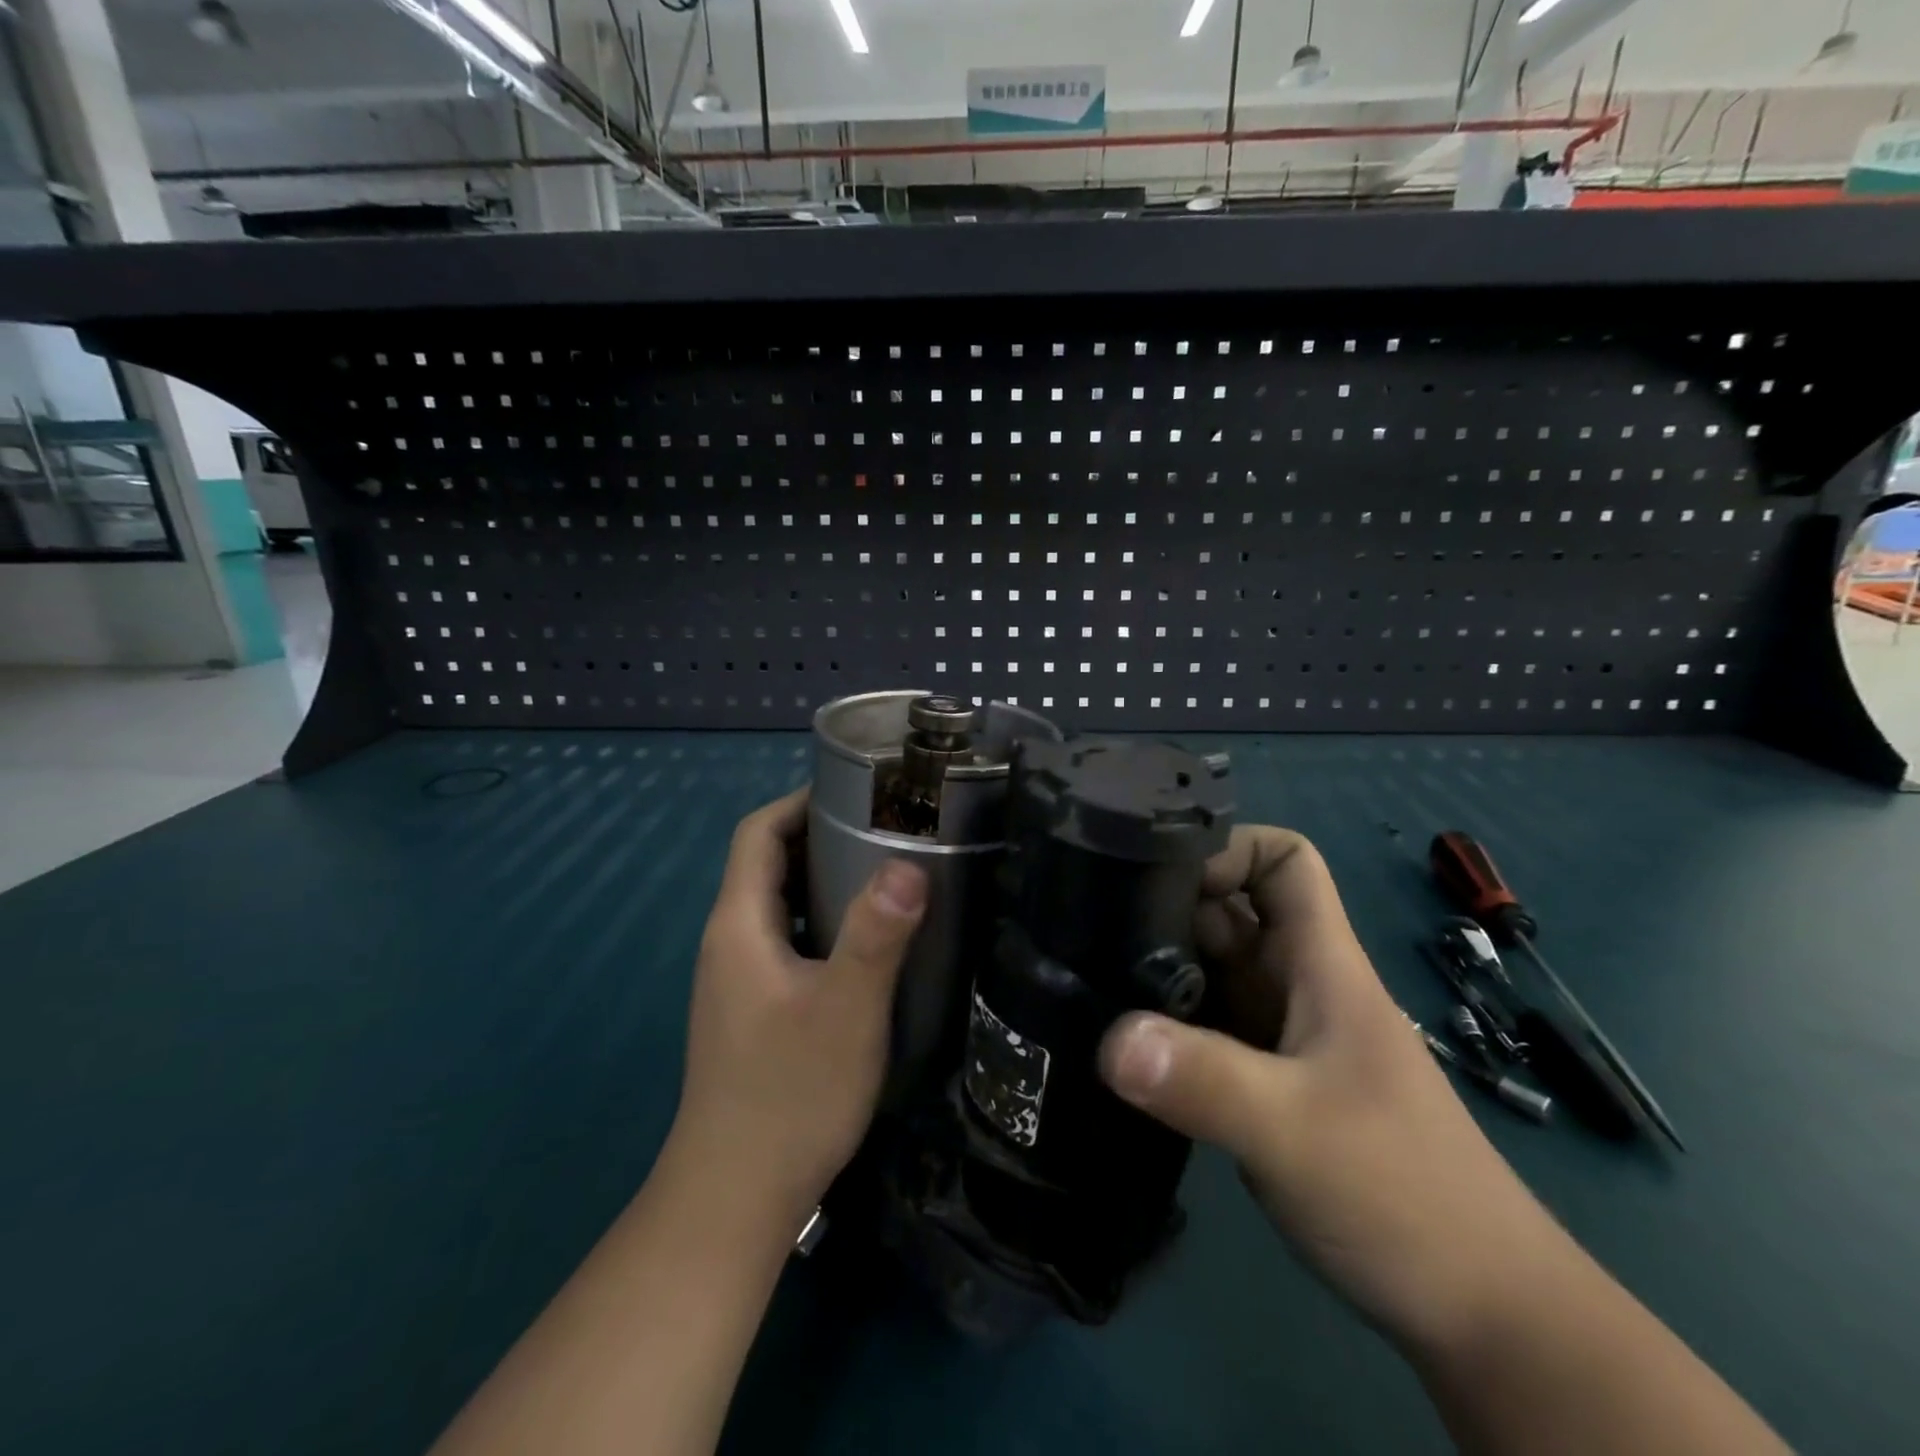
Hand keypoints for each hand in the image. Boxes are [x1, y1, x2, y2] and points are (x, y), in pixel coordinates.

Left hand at [668, 789, 926, 1226]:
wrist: (734, 1197)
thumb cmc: (790, 1094)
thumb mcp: (846, 1008)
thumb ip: (877, 933)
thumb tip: (909, 864)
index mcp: (739, 925)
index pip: (757, 834)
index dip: (800, 801)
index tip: (858, 789)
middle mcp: (729, 943)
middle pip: (767, 865)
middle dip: (820, 836)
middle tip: (888, 827)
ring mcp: (736, 980)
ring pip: (779, 906)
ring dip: (823, 881)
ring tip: (886, 873)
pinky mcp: (751, 1011)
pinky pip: (786, 942)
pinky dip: (821, 922)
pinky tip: (866, 942)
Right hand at [1098, 825, 1571, 1358]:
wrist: (1481, 1313)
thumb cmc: (1404, 1194)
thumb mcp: (1295, 1130)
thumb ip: (1205, 1081)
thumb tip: (1109, 1040)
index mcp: (1322, 966)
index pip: (1285, 862)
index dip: (1230, 848)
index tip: (1160, 870)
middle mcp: (1299, 987)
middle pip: (1232, 913)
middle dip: (1171, 908)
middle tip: (1093, 927)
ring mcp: (1284, 1037)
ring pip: (1214, 970)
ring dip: (1160, 967)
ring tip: (1089, 977)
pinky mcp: (1268, 1084)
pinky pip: (1207, 1026)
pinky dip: (1167, 1023)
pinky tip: (1122, 1043)